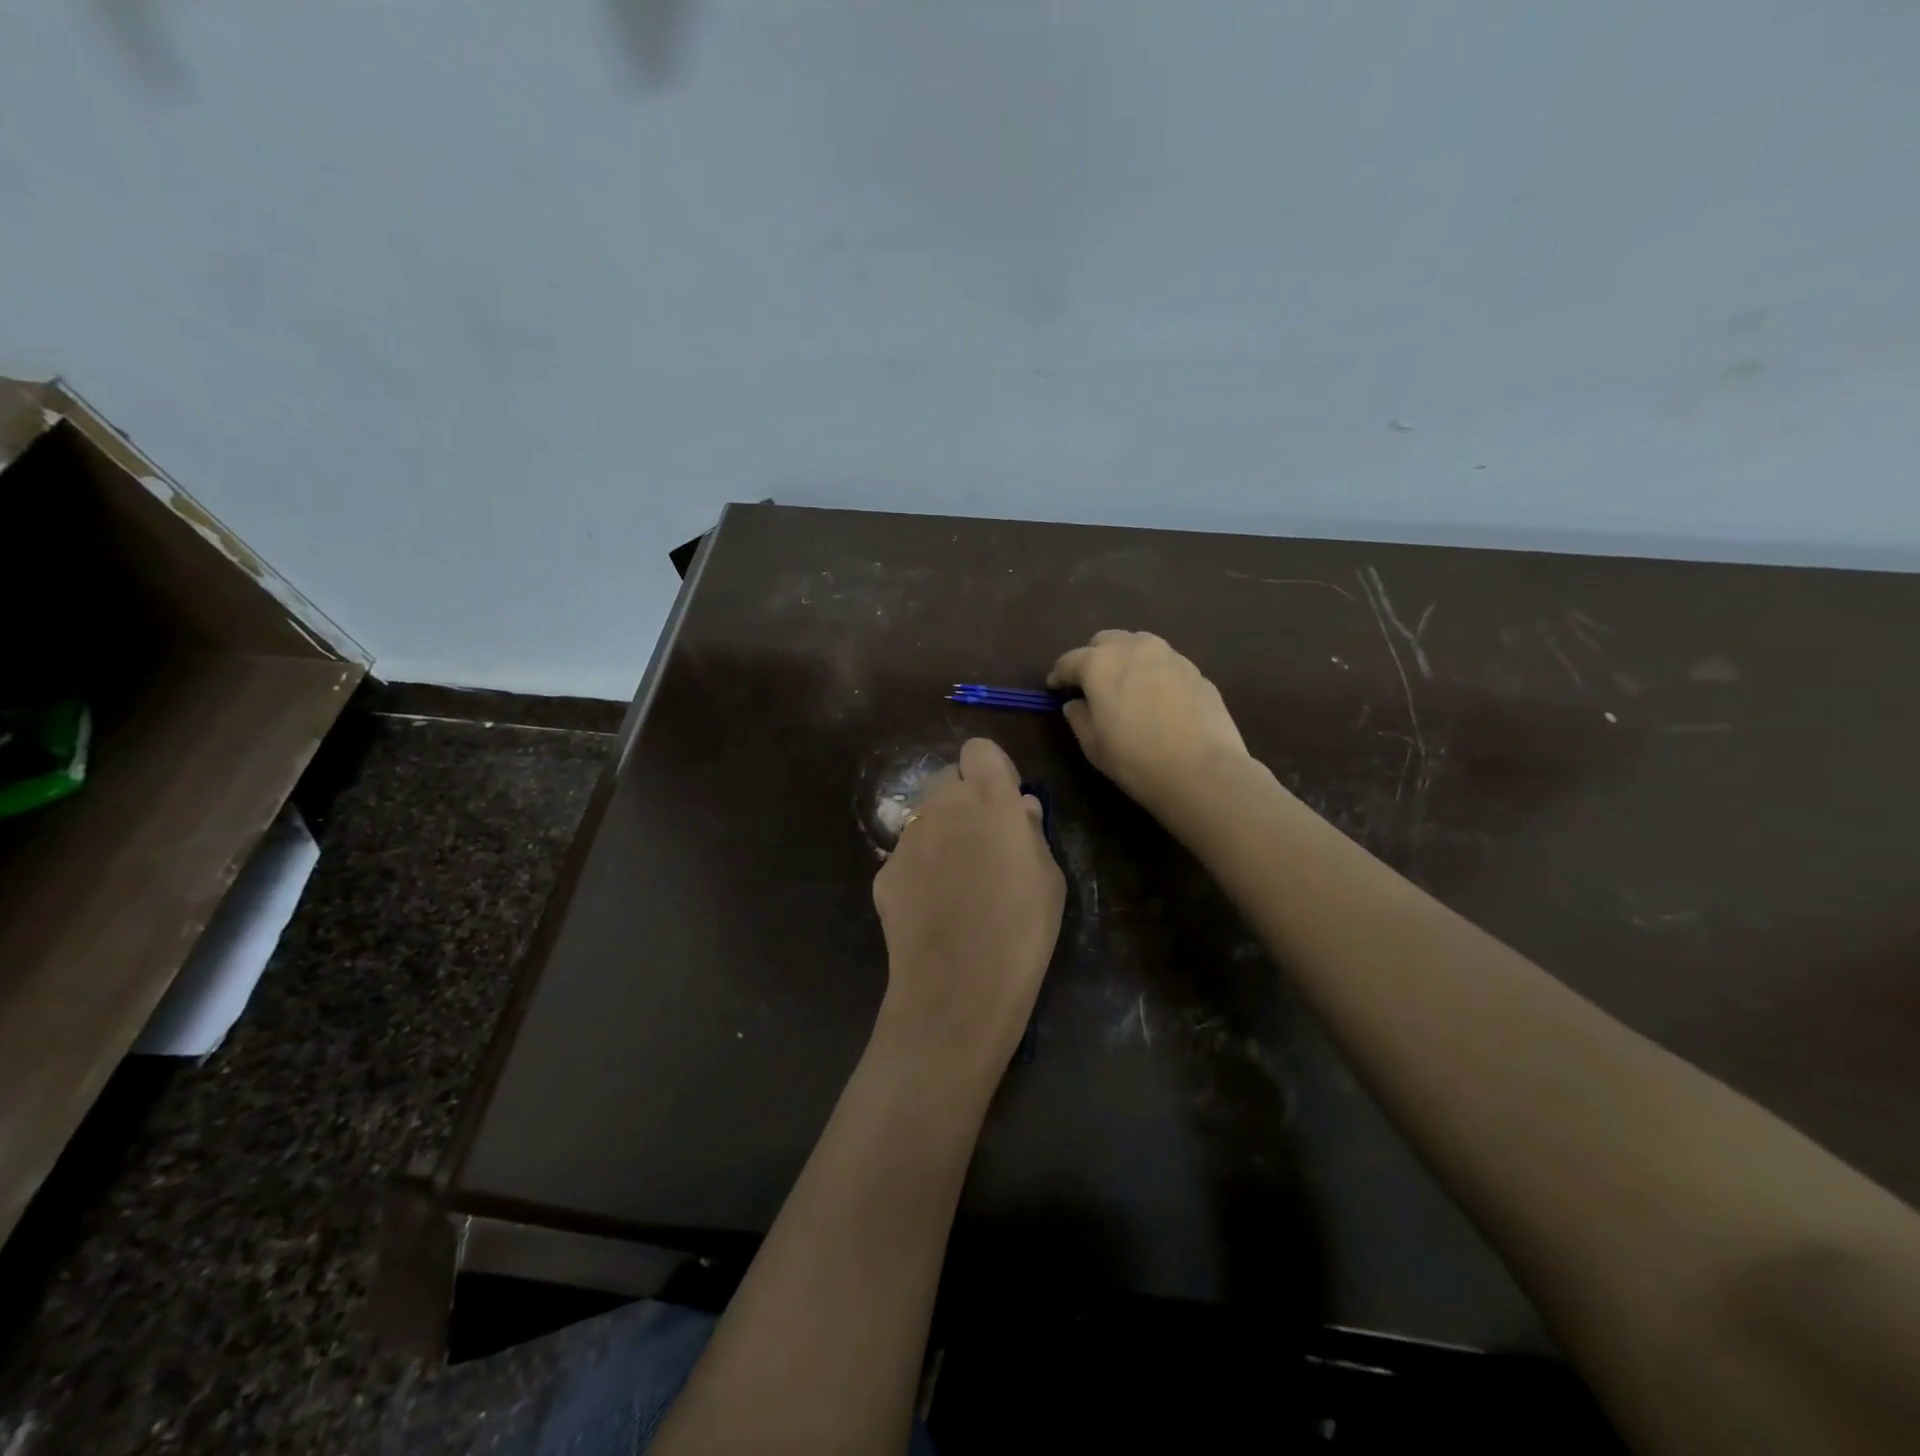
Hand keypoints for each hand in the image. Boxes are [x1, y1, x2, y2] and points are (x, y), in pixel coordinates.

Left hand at [871, 738, 1065, 1078]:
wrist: (958, 988)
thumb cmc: (1022, 931)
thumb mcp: (1049, 879)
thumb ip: (1031, 832)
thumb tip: (1020, 809)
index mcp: (989, 799)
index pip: (979, 749)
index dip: (993, 770)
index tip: (1005, 801)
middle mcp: (942, 806)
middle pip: (947, 777)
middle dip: (964, 798)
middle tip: (982, 840)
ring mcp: (907, 838)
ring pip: (925, 816)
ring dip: (941, 831)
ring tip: (958, 880)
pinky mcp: (884, 871)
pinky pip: (907, 854)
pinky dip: (920, 868)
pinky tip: (933, 908)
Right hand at [1048, 630, 1251, 825]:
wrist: (1203, 771)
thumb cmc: (1136, 760)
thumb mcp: (1093, 745)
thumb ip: (1079, 718)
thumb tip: (1075, 704)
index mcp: (1100, 663)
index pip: (1070, 660)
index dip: (1059, 675)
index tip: (1054, 688)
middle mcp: (1134, 649)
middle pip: (1106, 641)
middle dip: (1093, 657)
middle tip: (1091, 683)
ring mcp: (1170, 656)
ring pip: (1139, 645)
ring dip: (1126, 658)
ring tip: (1125, 685)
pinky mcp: (1196, 671)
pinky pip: (1165, 663)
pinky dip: (1153, 673)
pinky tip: (1157, 699)